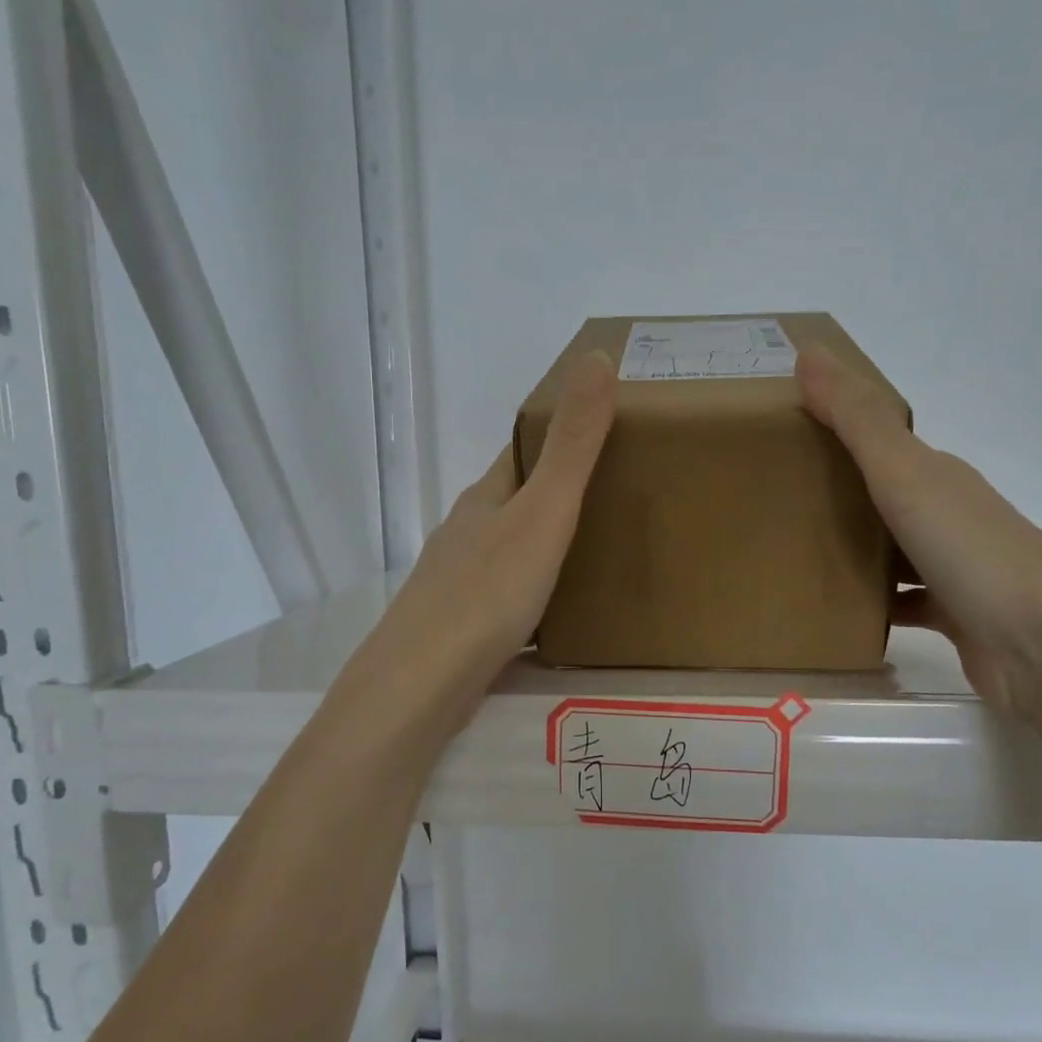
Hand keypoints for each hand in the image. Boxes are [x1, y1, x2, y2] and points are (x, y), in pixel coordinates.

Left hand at [338, 351, 615, 727]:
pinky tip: (561, 616)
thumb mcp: (543, 512)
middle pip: (516, 502)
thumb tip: (596, 356)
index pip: (521, 452)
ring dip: (547, 547)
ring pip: (511, 551)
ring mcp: (459, 583)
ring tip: (601, 556)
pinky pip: (509, 598)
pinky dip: (537, 595)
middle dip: (558, 495)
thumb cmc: (488, 593)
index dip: (557, 436)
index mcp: (485, 498)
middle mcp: (467, 533)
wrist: (422, 686)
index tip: (604, 433)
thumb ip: (573, 444)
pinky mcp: (461, 629)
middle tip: (619, 498)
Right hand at [796, 343, 1041, 716]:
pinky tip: (836, 613)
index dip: (836, 430)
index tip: (782, 430)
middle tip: (771, 497)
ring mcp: (954, 568)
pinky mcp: (954, 617)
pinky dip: (872, 605)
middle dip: (835, 492)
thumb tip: (809, 351)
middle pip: (883, 495)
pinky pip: (901, 603)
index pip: (880, 440)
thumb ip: (858, 420)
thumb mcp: (906, 474)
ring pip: (891, 550)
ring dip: (851, 550)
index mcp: (937, 474)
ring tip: (791, 555)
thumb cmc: (972, 550)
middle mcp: (948, 515)